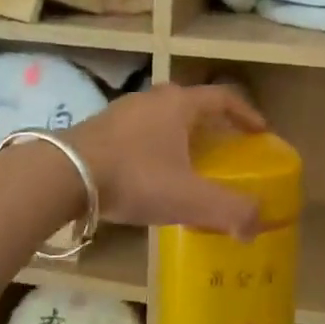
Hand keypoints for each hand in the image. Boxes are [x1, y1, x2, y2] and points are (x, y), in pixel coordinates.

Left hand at [64, 84, 268, 237]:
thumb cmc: (135, 178)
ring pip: (162, 118)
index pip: (224, 99)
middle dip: (212, 125)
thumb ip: (230, 210)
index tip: (261, 132)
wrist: (63, 176)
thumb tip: (257, 225)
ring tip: (188, 163)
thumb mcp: (189, 198)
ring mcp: (121, 111)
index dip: (246, 114)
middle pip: (192, 105)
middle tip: (225, 149)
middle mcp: (152, 99)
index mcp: (180, 104)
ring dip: (180, 136)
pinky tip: (149, 175)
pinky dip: (154, 148)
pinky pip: (138, 133)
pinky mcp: (98, 128)